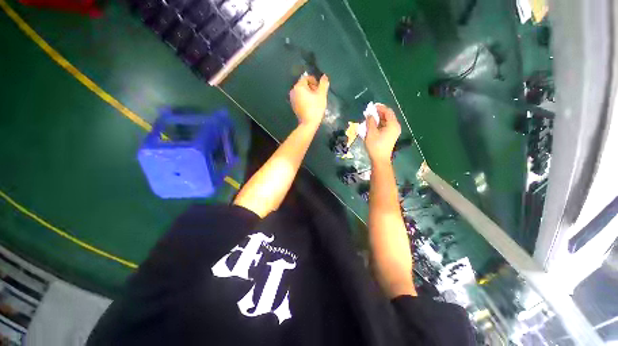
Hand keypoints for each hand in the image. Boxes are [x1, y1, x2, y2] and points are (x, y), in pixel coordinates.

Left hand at [289, 74, 329, 127]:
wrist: (308, 123)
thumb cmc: (315, 108)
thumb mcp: (322, 94)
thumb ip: (323, 84)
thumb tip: (324, 76)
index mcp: (299, 86)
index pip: (306, 78)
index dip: (315, 81)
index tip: (320, 88)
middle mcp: (293, 91)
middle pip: (303, 85)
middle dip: (312, 87)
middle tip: (318, 94)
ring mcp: (292, 99)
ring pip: (301, 92)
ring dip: (308, 94)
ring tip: (315, 100)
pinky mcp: (293, 106)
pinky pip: (300, 99)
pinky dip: (305, 99)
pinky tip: (311, 105)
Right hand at [364, 104, 400, 163]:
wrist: (380, 159)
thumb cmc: (375, 146)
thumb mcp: (371, 132)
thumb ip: (370, 121)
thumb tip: (369, 114)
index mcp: (393, 124)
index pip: (387, 111)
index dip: (380, 107)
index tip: (371, 106)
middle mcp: (395, 126)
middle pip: (388, 116)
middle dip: (379, 113)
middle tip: (369, 112)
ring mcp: (394, 132)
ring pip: (386, 121)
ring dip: (378, 119)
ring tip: (369, 118)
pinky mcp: (391, 136)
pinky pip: (386, 126)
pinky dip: (379, 124)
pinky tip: (372, 125)